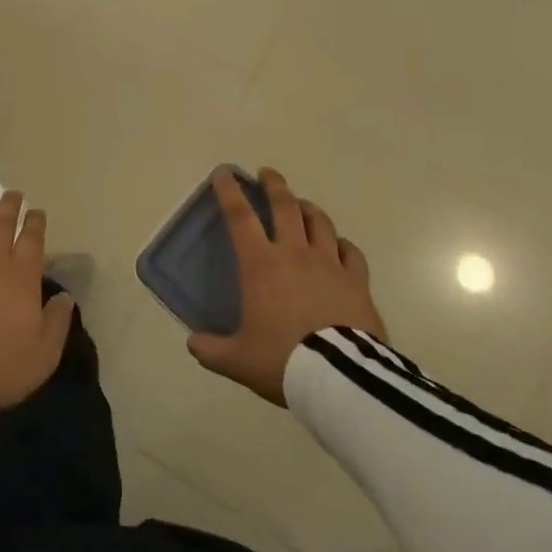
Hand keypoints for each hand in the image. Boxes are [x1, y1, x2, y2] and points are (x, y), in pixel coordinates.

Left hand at [0, 190, 75, 411]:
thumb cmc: (3, 367)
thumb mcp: (45, 352)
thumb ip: (57, 320)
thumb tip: (64, 296)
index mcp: (21, 278)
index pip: (31, 240)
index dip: (35, 223)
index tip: (36, 211)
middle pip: (1, 228)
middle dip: (9, 208)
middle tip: (12, 194)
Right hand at [188, 168, 385, 407]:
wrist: (339, 378)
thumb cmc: (283, 360)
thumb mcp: (237, 360)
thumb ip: (211, 350)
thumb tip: (194, 344)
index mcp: (261, 265)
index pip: (240, 217)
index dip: (230, 192)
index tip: (225, 173)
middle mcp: (295, 254)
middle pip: (285, 206)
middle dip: (274, 185)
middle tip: (267, 173)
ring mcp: (330, 264)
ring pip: (319, 222)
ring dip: (308, 208)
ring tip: (302, 204)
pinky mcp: (357, 281)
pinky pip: (350, 252)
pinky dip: (341, 243)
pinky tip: (339, 245)